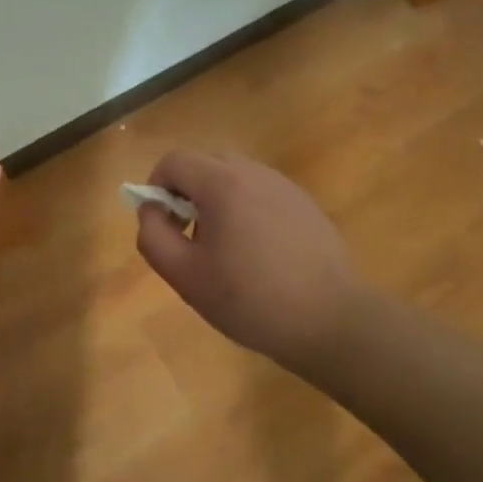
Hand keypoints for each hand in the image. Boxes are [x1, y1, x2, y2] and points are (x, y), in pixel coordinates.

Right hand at [134, 149, 373, 372]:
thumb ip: (154, 236)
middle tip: (189, 233)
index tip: (163, 223)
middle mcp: (254, 173)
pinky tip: (258, 253)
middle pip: (205, 161)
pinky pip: (262, 192)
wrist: (332, 321)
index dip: (157, 185)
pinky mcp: (305, 205)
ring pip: (235, 175)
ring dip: (217, 198)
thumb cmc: (251, 299)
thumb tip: (150, 209)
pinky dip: (246, 208)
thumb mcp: (186, 276)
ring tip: (224, 247)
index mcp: (222, 184)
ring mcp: (285, 186)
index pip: (174, 160)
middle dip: (187, 189)